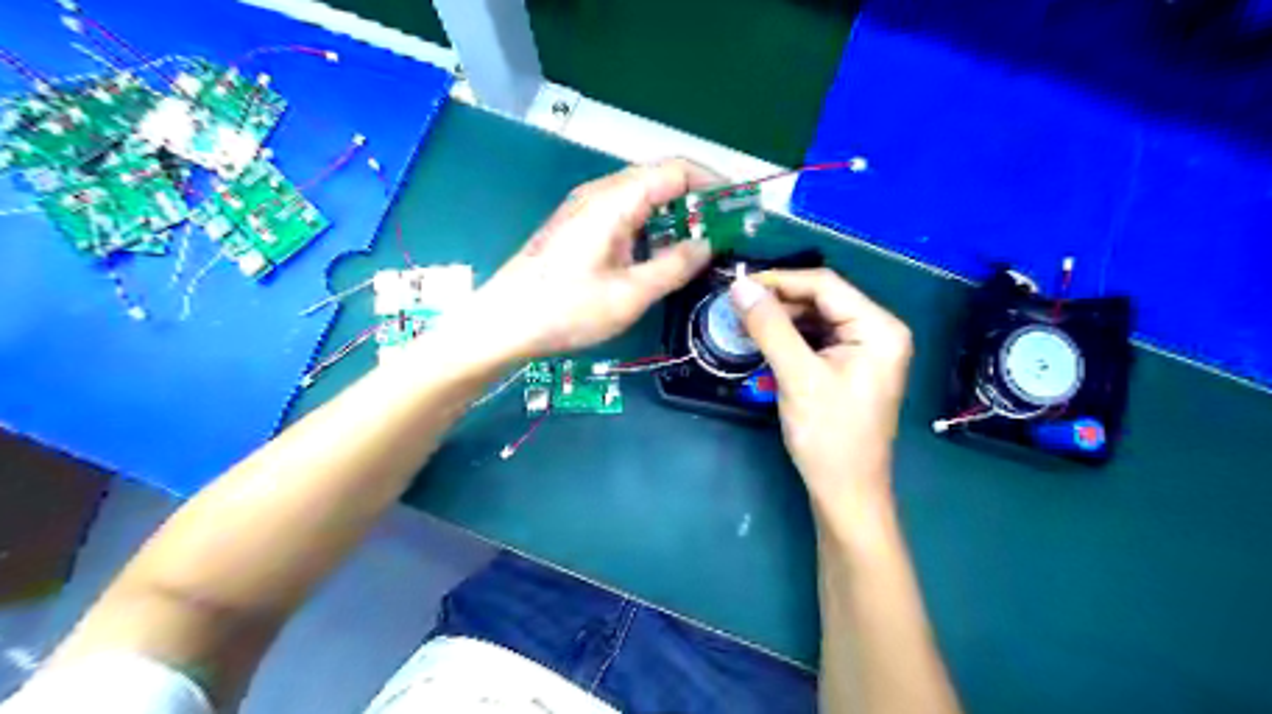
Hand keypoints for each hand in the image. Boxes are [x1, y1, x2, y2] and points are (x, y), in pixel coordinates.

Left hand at [455, 160, 714, 366]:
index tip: (740, 206)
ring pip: (644, 199)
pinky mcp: (580, 228)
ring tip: (702, 245)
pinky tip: (663, 255)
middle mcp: (601, 194)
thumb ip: (674, 267)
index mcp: (615, 201)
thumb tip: (707, 245)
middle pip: (661, 180)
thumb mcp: (629, 295)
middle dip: (699, 200)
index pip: (676, 170)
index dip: (714, 183)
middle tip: (726, 231)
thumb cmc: (565, 310)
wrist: (503, 323)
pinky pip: (627, 216)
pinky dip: (653, 229)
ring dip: (676, 216)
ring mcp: (587, 210)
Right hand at [731, 267, 909, 519]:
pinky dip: (787, 338)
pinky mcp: (848, 366)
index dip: (779, 280)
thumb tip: (739, 286)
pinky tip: (762, 340)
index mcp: (878, 328)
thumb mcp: (798, 377)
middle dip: (777, 301)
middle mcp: (877, 331)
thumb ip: (770, 327)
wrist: (846, 493)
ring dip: (779, 319)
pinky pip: (815, 339)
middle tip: (734, 306)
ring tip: (742, 322)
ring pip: (815, 318)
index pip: (825, 285)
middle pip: (821, 299)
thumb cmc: (829, 437)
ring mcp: (864, 349)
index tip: (737, 285)